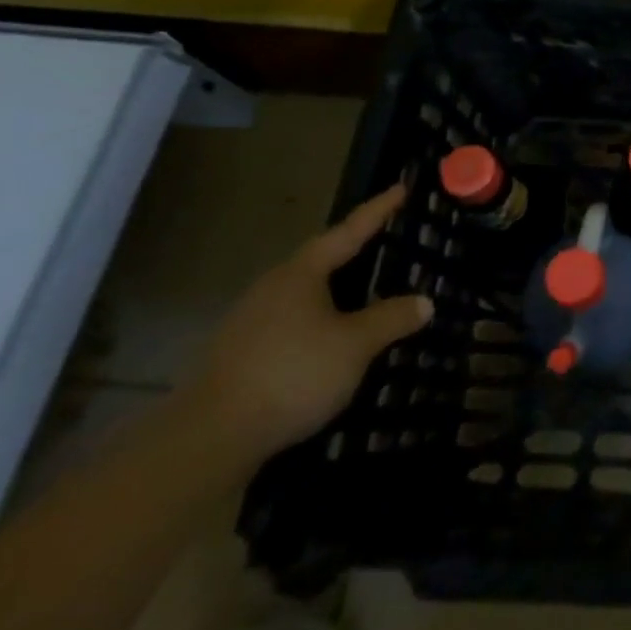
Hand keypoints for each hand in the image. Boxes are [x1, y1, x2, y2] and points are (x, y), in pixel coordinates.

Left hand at [182, 183, 432, 464]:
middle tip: (384, 242)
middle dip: (352, 252)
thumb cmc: (291, 374)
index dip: (378, 211)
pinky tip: (329, 344)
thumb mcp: (355, 345)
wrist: (206, 440)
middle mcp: (272, 289)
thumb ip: (391, 319)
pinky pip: (290, 326)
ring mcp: (249, 323)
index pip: (349, 232)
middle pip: (320, 261)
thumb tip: (424, 302)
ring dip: (334, 294)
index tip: (401, 188)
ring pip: (303, 297)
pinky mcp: (238, 357)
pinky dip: (316, 326)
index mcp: (300, 274)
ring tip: (363, 297)